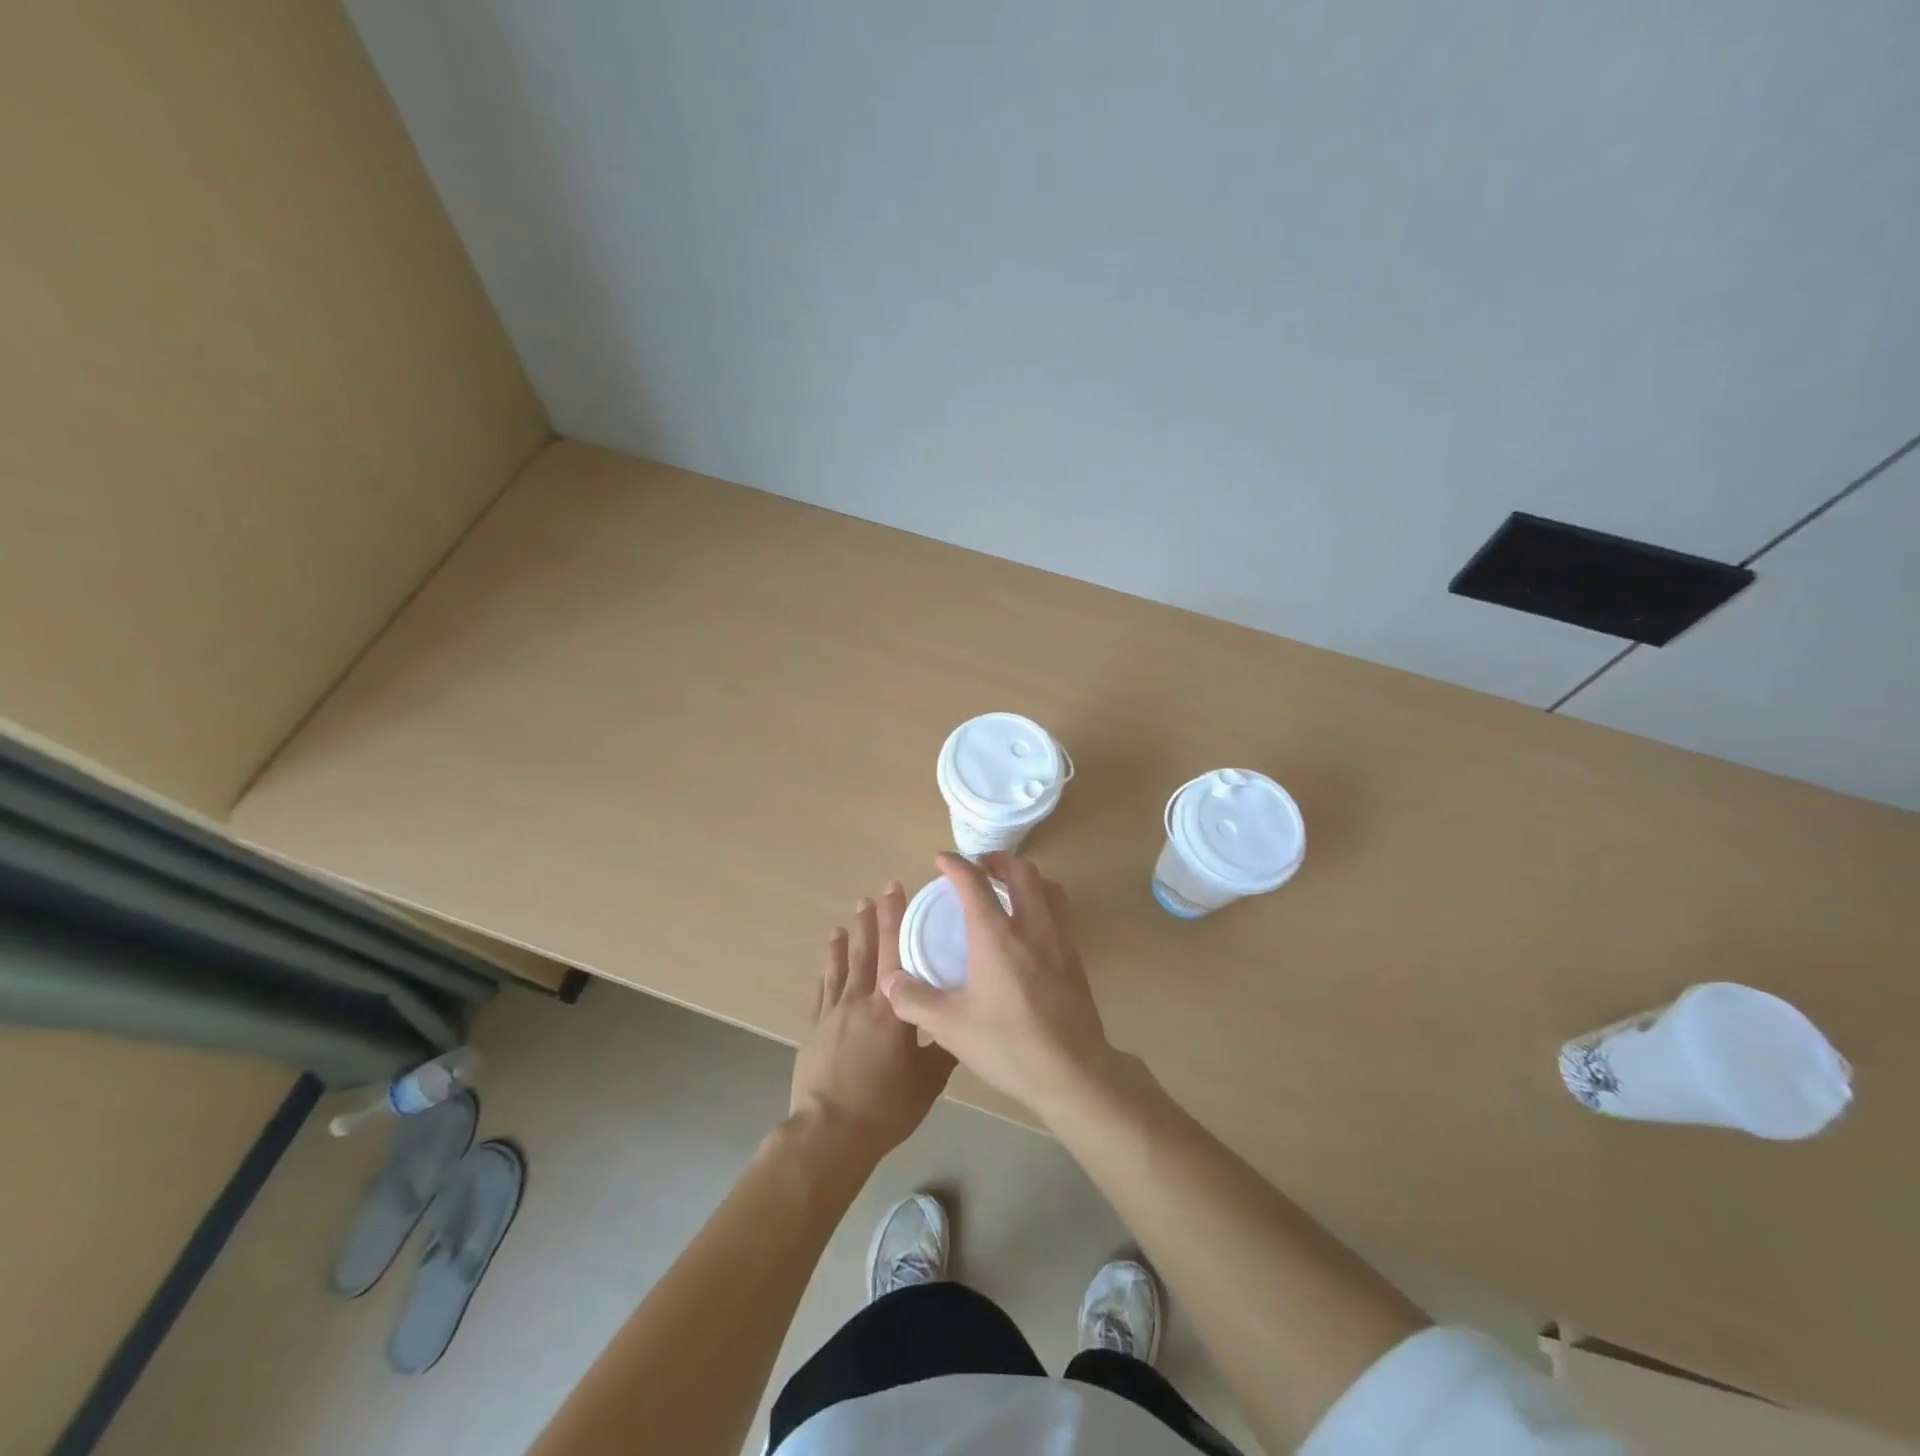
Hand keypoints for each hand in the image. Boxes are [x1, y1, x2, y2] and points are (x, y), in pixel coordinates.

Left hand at [790, 884, 955, 1164]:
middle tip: (870, 896)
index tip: (894, 889)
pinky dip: (823, 977)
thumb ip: (944, 1048)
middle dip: (870, 921)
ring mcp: (833, 1013)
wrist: (831, 1132)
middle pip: (865, 951)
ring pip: (840, 968)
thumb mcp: (930, 1080)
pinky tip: (822, 968)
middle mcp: (861, 1000)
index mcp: (892, 1008)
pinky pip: (820, 995)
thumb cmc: (886, 1105)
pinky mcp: (814, 1030)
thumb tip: (960, 1024)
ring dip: (843, 943)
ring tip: (843, 924)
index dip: (895, 917)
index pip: (895, 950)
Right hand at [883, 852, 1115, 1118]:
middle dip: (997, 860)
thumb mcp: (950, 1027)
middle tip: (978, 867)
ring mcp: (1059, 939)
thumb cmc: (1008, 1045)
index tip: (941, 859)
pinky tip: (1029, 924)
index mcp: (997, 936)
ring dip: (1024, 876)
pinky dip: (1041, 898)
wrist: (1073, 1073)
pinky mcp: (1075, 957)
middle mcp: (1031, 927)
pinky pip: (1059, 909)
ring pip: (1047, 886)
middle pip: (1020, 872)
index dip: (955, 865)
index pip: (974, 883)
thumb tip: (889, 981)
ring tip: (1006, 887)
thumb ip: (914, 1000)